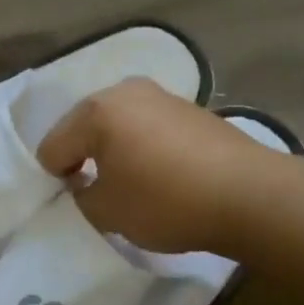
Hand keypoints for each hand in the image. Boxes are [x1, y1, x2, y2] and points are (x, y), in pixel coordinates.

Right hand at [36, 77, 260, 254]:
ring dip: (116, 151)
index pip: (53, 146)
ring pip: (118, 125)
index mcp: (97, 111)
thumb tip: (87, 183)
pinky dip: (144, 147)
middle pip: (84, 127)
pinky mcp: (190, 108)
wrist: (250, 195)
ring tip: (134, 183)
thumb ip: (82, 196)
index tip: (80, 201)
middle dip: (85, 158)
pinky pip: (148, 127)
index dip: (58, 178)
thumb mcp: (108, 213)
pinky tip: (163, 174)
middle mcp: (125, 92)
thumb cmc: (167, 202)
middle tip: (100, 191)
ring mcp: (161, 96)